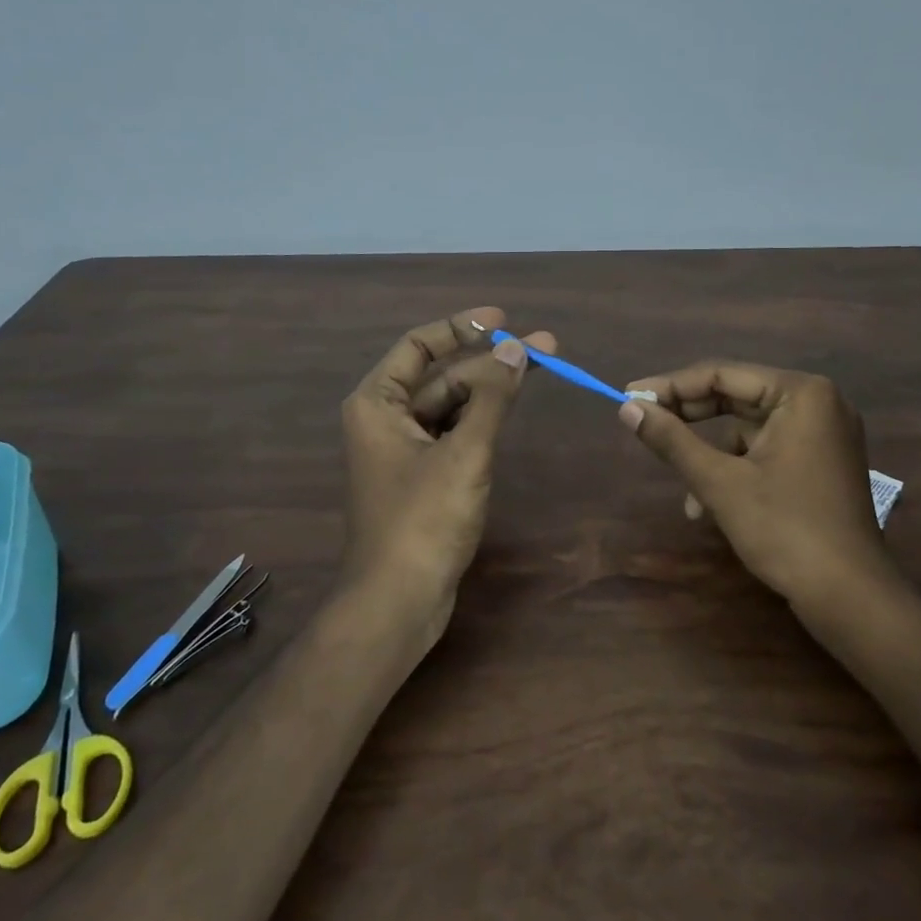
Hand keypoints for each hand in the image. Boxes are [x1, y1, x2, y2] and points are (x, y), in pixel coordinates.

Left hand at [338, 307, 552, 633]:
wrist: (398, 600)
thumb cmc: (423, 520)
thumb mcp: (464, 453)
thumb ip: (491, 398)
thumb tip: (517, 349)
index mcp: (377, 403)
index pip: (418, 346)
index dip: (460, 327)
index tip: (503, 320)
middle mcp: (384, 420)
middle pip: (441, 376)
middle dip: (489, 361)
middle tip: (544, 347)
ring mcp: (403, 451)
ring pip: (450, 406)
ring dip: (490, 390)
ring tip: (537, 370)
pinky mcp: (421, 478)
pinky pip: (452, 434)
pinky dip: (481, 421)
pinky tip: (510, 411)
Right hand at [617, 361, 888, 605]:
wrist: (849, 596)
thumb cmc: (784, 529)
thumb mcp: (719, 482)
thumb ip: (672, 440)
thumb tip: (627, 408)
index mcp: (801, 393)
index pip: (722, 375)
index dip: (671, 386)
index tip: (628, 396)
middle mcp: (819, 403)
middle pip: (737, 397)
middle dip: (689, 420)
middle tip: (644, 424)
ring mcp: (824, 435)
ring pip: (748, 430)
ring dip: (711, 456)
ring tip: (686, 493)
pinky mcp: (822, 464)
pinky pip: (767, 452)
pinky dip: (736, 471)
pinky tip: (711, 507)